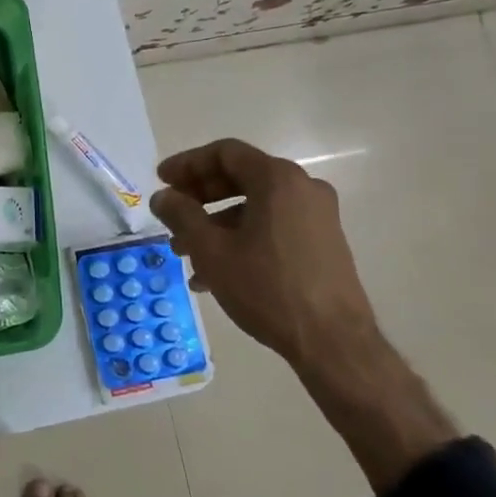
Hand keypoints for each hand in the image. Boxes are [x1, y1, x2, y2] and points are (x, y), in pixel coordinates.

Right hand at [150, 139, 456, 494]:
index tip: (161, 180)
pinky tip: (217, 272)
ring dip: (217, 222)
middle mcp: (303, 188)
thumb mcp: (211, 250)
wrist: (334, 343)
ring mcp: (318, 216)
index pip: (224, 153)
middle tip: (171, 212)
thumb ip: (181, 215)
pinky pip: (273, 225)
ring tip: (186, 252)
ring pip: (255, 205)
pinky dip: (242, 236)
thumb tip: (162, 197)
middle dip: (200, 195)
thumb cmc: (267, 287)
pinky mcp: (324, 242)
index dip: (187, 163)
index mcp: (277, 179)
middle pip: (240, 176)